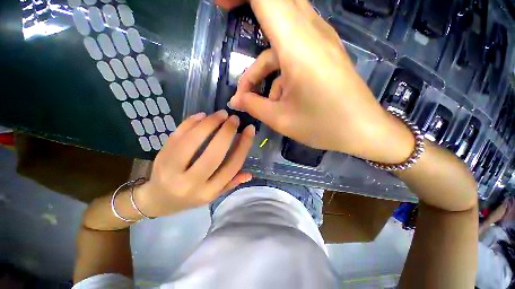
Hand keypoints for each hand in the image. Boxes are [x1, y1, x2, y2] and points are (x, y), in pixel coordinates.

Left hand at [136, 111, 254, 216]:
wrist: (156, 200)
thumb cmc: (189, 197)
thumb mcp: (213, 195)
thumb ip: (231, 183)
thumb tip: (250, 174)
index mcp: (207, 192)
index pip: (231, 167)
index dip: (243, 146)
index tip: (250, 130)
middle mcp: (190, 183)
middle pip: (213, 154)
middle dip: (227, 132)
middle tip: (235, 119)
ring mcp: (171, 169)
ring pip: (193, 141)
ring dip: (210, 123)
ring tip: (221, 114)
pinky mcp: (160, 156)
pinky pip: (177, 134)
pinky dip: (191, 122)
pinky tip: (202, 115)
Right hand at [229, 0, 414, 163]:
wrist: (362, 130)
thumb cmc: (322, 126)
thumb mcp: (280, 119)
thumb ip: (253, 106)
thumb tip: (235, 101)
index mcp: (297, 45)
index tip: (221, 7)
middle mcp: (311, 33)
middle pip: (276, 3)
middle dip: (247, 7)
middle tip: (226, 15)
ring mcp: (320, 42)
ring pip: (281, 34)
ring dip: (261, 63)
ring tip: (251, 94)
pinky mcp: (324, 53)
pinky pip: (292, 51)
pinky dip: (277, 71)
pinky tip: (276, 97)